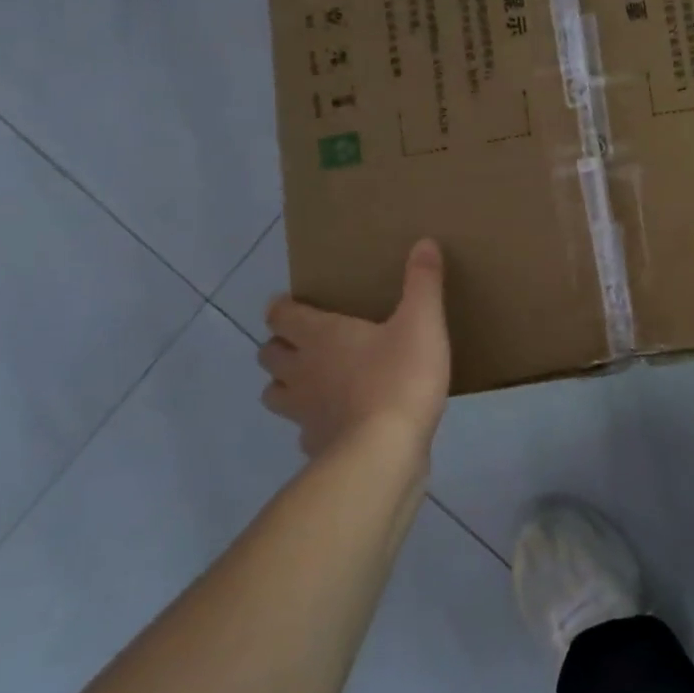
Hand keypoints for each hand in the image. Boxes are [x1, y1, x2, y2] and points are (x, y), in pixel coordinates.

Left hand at [259, 239, 450, 459]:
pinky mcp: (317, 445)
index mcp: (321, 336)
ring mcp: (304, 412)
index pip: (281, 315)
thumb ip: (423, 282)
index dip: (283, 308)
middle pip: (269, 355)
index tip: (294, 305)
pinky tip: (338, 424)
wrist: (385, 451)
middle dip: (281, 346)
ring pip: (275, 394)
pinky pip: (304, 431)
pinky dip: (314, 425)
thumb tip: (424, 242)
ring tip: (314, 383)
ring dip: (287, 385)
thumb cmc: (400, 377)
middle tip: (307, 343)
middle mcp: (302, 371)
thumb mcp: (423, 322)